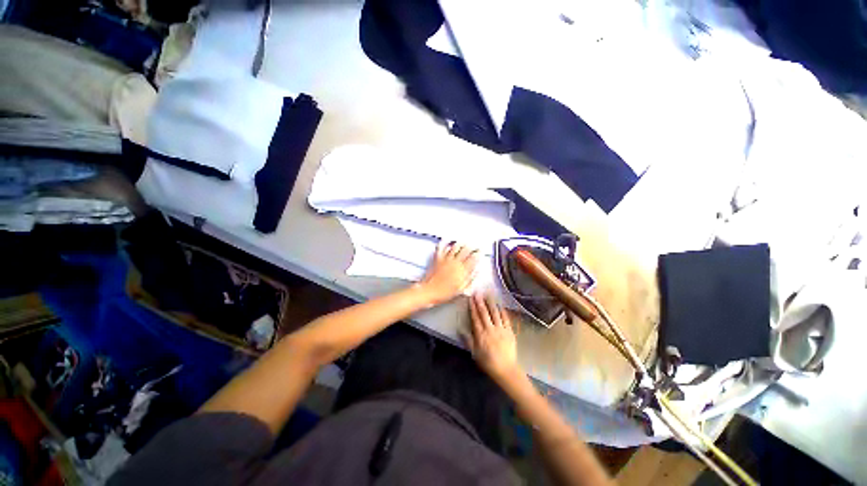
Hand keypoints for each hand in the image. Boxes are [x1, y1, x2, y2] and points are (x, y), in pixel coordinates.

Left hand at [418, 242, 478, 305]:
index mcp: (462, 271)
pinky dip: (444, 242)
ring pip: (455, 247)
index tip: (480, 252)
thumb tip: (476, 271)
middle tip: (474, 246)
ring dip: (461, 243)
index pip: (473, 259)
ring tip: (464, 242)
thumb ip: (470, 279)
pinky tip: (446, 239)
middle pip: (465, 251)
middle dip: (471, 247)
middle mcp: (455, 263)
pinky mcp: (438, 258)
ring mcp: (446, 259)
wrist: (430, 291)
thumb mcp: (461, 289)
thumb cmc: (445, 293)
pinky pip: (441, 247)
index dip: (478, 254)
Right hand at [463, 293, 521, 382]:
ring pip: (495, 313)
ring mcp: (501, 329)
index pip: (475, 318)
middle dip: (480, 302)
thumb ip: (467, 340)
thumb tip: (459, 329)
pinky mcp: (509, 331)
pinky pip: (505, 318)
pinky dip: (502, 310)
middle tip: (477, 293)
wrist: (506, 369)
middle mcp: (490, 329)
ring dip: (491, 303)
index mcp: (480, 335)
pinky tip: (500, 304)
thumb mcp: (474, 353)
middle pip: (484, 313)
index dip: (472, 307)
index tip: (471, 299)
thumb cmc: (488, 362)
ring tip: (488, 294)